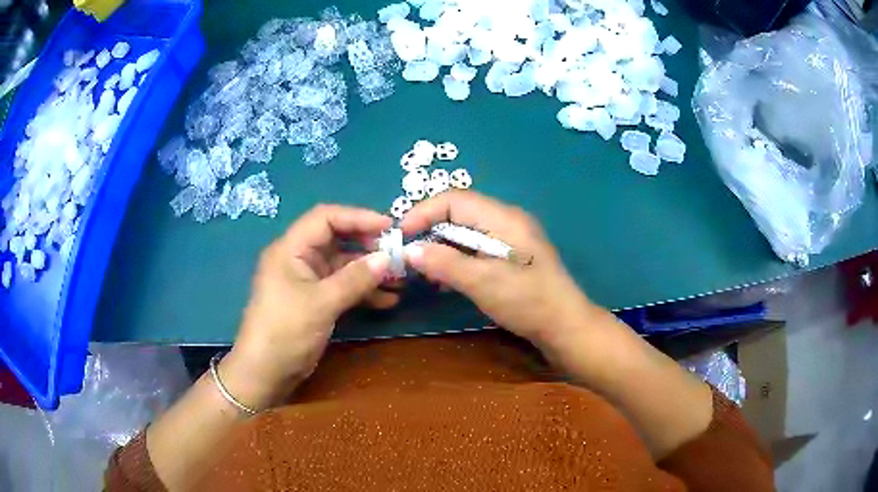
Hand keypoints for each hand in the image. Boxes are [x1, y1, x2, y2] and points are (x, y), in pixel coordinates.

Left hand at [222, 205, 392, 409]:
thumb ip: (355, 279)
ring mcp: (308, 280)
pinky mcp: (316, 300)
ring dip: (370, 271)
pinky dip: (363, 292)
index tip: (389, 227)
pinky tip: (387, 301)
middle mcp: (299, 258)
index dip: (358, 217)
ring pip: (343, 265)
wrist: (265, 373)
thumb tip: (388, 258)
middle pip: (337, 240)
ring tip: (400, 280)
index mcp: (291, 249)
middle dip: (368, 246)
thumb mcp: (321, 303)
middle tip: (399, 255)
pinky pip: (343, 287)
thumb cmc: (286, 331)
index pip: (325, 218)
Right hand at [401, 191, 597, 347]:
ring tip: (424, 272)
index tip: (401, 237)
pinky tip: (445, 281)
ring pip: (465, 233)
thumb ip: (444, 263)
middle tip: (408, 256)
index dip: (422, 213)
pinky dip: (456, 260)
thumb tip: (410, 250)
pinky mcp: (510, 258)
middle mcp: (506, 221)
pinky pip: (475, 250)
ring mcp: (509, 240)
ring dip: (441, 248)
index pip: (453, 199)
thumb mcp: (483, 282)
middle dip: (429, 231)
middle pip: (458, 214)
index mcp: (503, 218)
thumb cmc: (528, 302)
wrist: (565, 328)